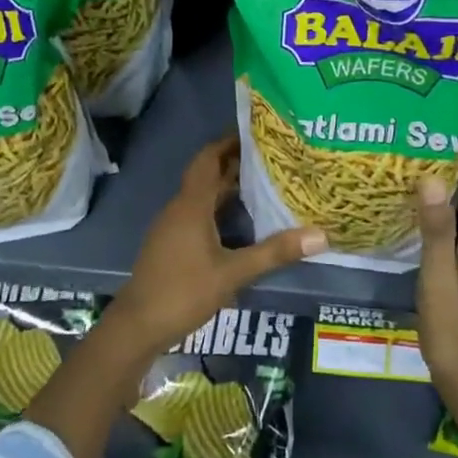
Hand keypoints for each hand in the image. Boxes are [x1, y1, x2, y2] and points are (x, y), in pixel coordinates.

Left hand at [103, 136, 324, 359]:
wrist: (137, 325)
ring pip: (201, 195)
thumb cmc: (183, 292)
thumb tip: (320, 235)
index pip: (209, 159)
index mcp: (191, 205)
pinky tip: (238, 221)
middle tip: (268, 156)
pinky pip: (196, 213)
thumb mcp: (233, 273)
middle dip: (233, 162)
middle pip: (206, 174)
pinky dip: (217, 207)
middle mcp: (179, 208)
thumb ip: (274, 252)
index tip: (255, 131)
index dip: (228, 142)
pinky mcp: (170, 243)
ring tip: (260, 182)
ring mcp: (171, 226)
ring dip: (226, 186)